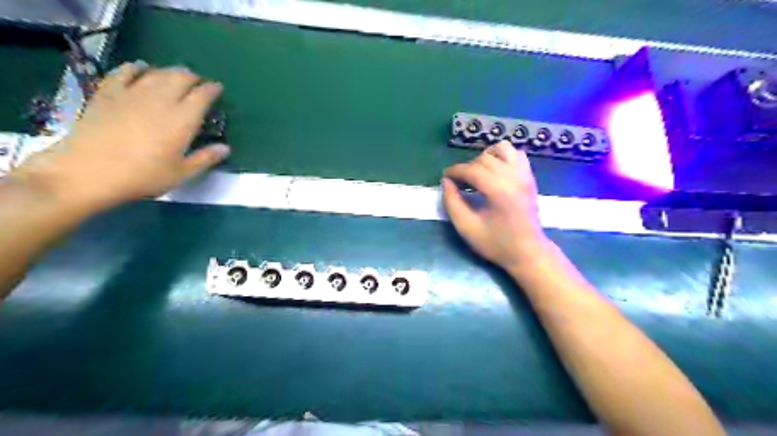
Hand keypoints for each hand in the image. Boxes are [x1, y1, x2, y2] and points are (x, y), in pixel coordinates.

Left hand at [8, 62, 227, 213]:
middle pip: (180, 78)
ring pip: (156, 72)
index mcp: (182, 120)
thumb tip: (225, 148)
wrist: (88, 172)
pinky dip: (136, 67)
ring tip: (176, 76)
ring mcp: (132, 94)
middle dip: (193, 77)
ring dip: (170, 71)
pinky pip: (124, 72)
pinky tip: (141, 69)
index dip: (212, 89)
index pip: (202, 96)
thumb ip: (205, 158)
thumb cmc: (143, 176)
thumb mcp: (181, 173)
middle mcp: (160, 101)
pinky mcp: (107, 94)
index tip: (218, 88)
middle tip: (198, 82)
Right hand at [440, 141, 547, 270]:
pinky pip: (516, 154)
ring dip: (486, 157)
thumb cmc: (496, 243)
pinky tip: (495, 172)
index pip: (471, 169)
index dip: (455, 171)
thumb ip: (452, 203)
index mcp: (498, 190)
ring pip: (502, 149)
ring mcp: (524, 175)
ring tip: (478, 174)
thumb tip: (446, 182)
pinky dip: (503, 157)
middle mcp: (513, 176)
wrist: (528, 252)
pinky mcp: (529, 177)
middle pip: (484, 158)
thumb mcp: (467, 227)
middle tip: (459, 183)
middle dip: (467, 167)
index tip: (445, 177)